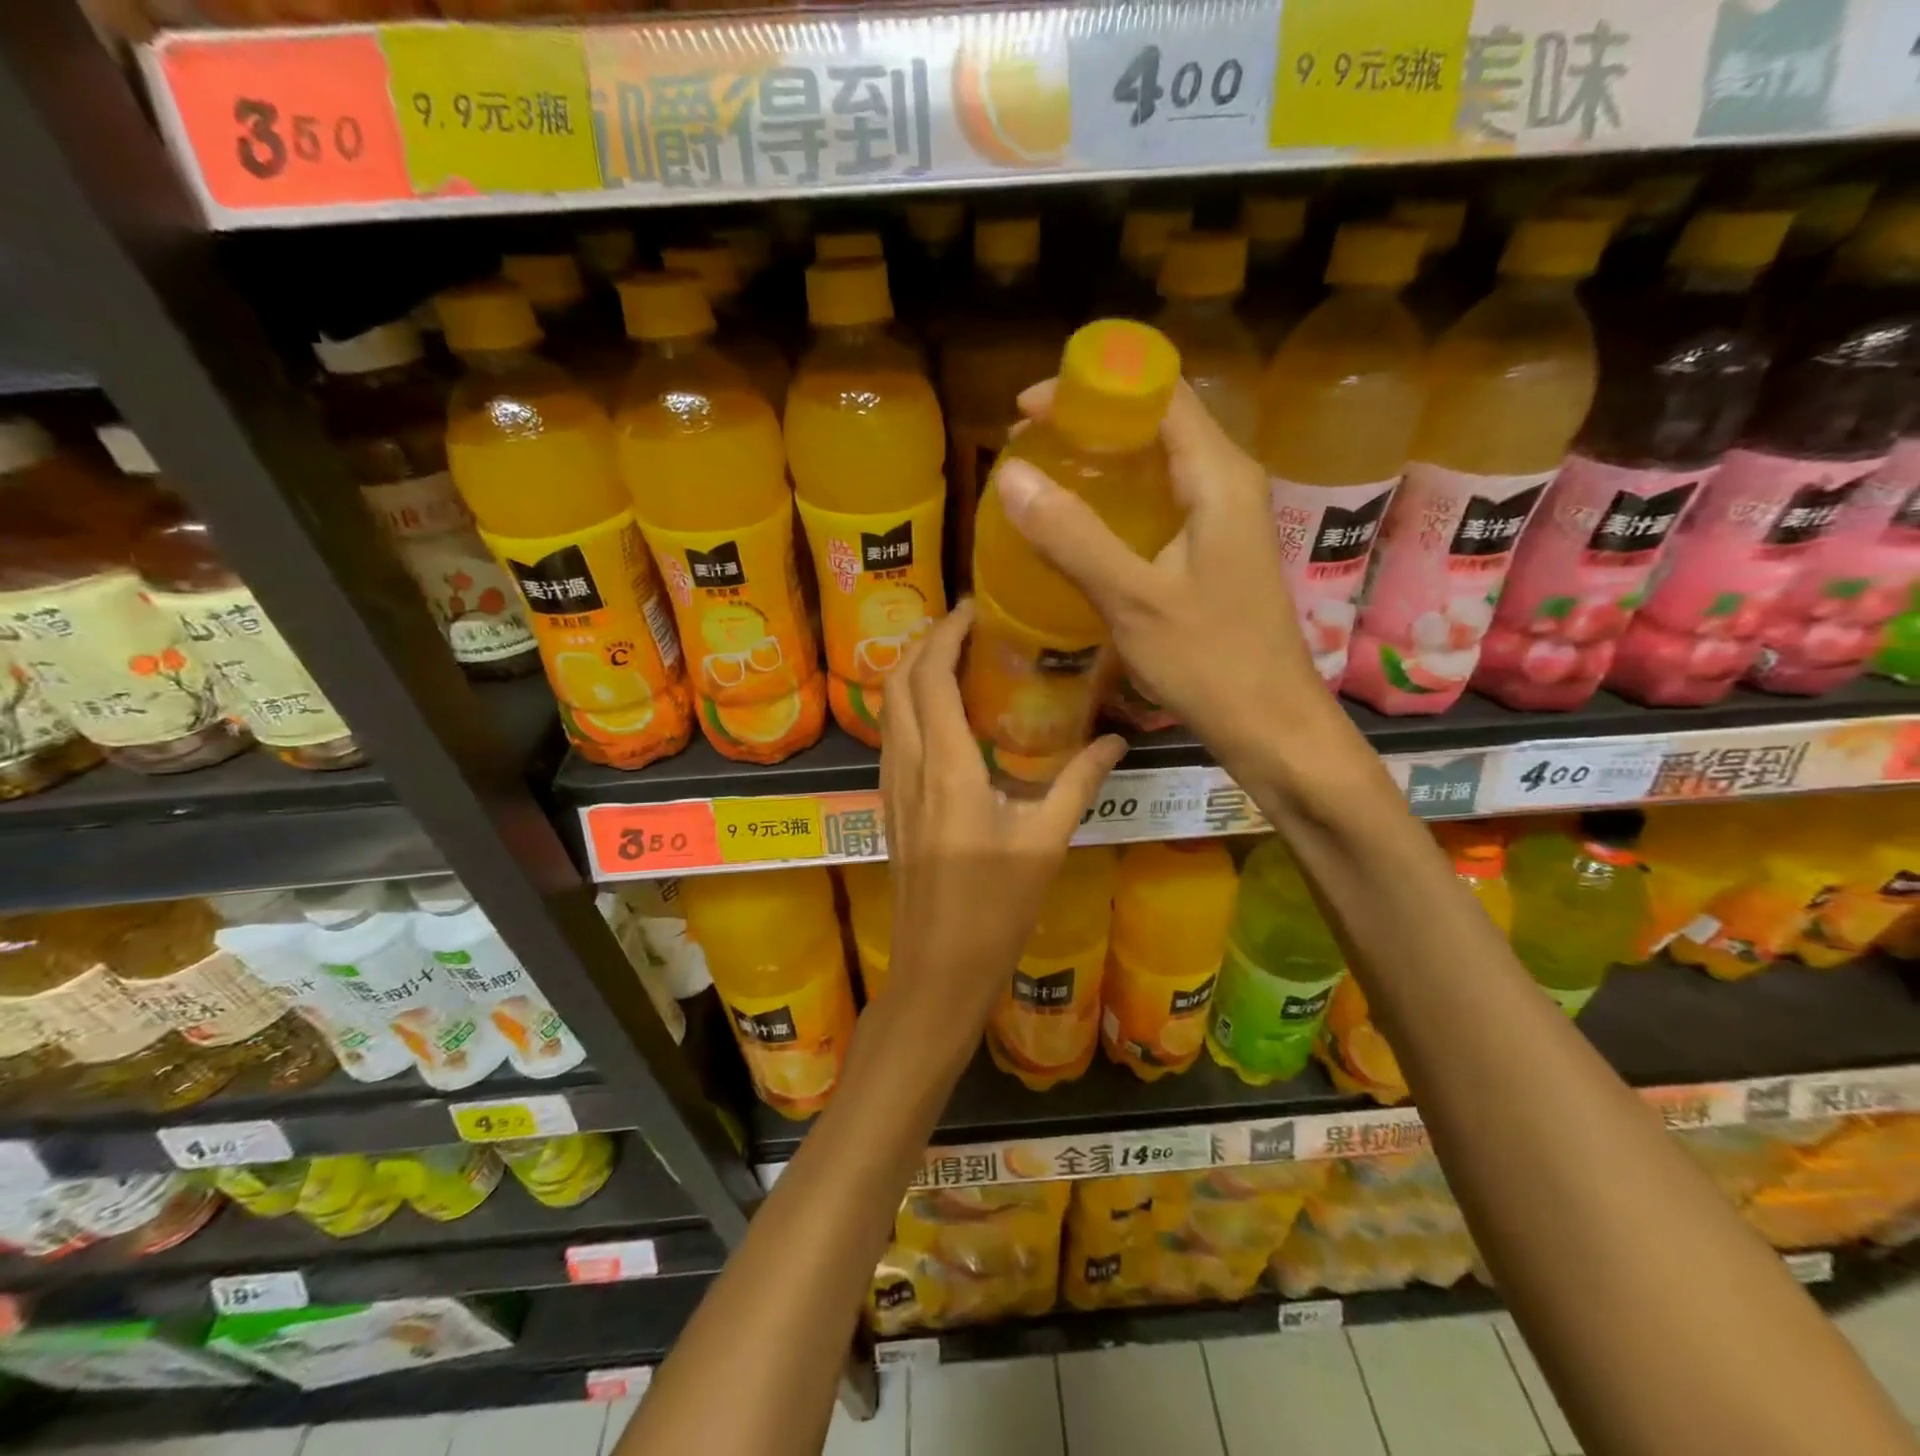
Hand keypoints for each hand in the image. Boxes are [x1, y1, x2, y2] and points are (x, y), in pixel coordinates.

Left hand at [879, 601, 1126, 1037]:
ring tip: (954, 655)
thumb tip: (1116, 738)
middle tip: (967, 624)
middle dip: (925, 641)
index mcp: (947, 768)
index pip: (932, 678)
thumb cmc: (994, 909)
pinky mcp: (889, 805)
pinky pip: (891, 735)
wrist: (936, 968)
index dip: (946, 634)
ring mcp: (891, 786)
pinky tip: (941, 712)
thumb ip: (1079, 783)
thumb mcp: (1045, 843)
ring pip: (888, 707)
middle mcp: (908, 766)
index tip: (974, 608)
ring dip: (912, 670)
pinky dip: (908, 704)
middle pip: (899, 681)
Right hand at [993, 379, 1330, 777]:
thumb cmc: (1210, 662)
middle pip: (1159, 421)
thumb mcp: (1133, 600)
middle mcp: (1229, 482)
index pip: (1159, 392)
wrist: (1270, 724)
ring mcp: (1225, 516)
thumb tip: (1010, 475)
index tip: (1028, 409)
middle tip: (1026, 448)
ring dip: (1103, 461)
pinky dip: (1118, 499)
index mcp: (1219, 476)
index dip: (1092, 387)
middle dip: (1090, 423)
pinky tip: (1081, 526)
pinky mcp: (1216, 549)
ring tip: (1042, 479)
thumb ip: (1073, 536)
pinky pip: (1163, 500)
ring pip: (1159, 461)